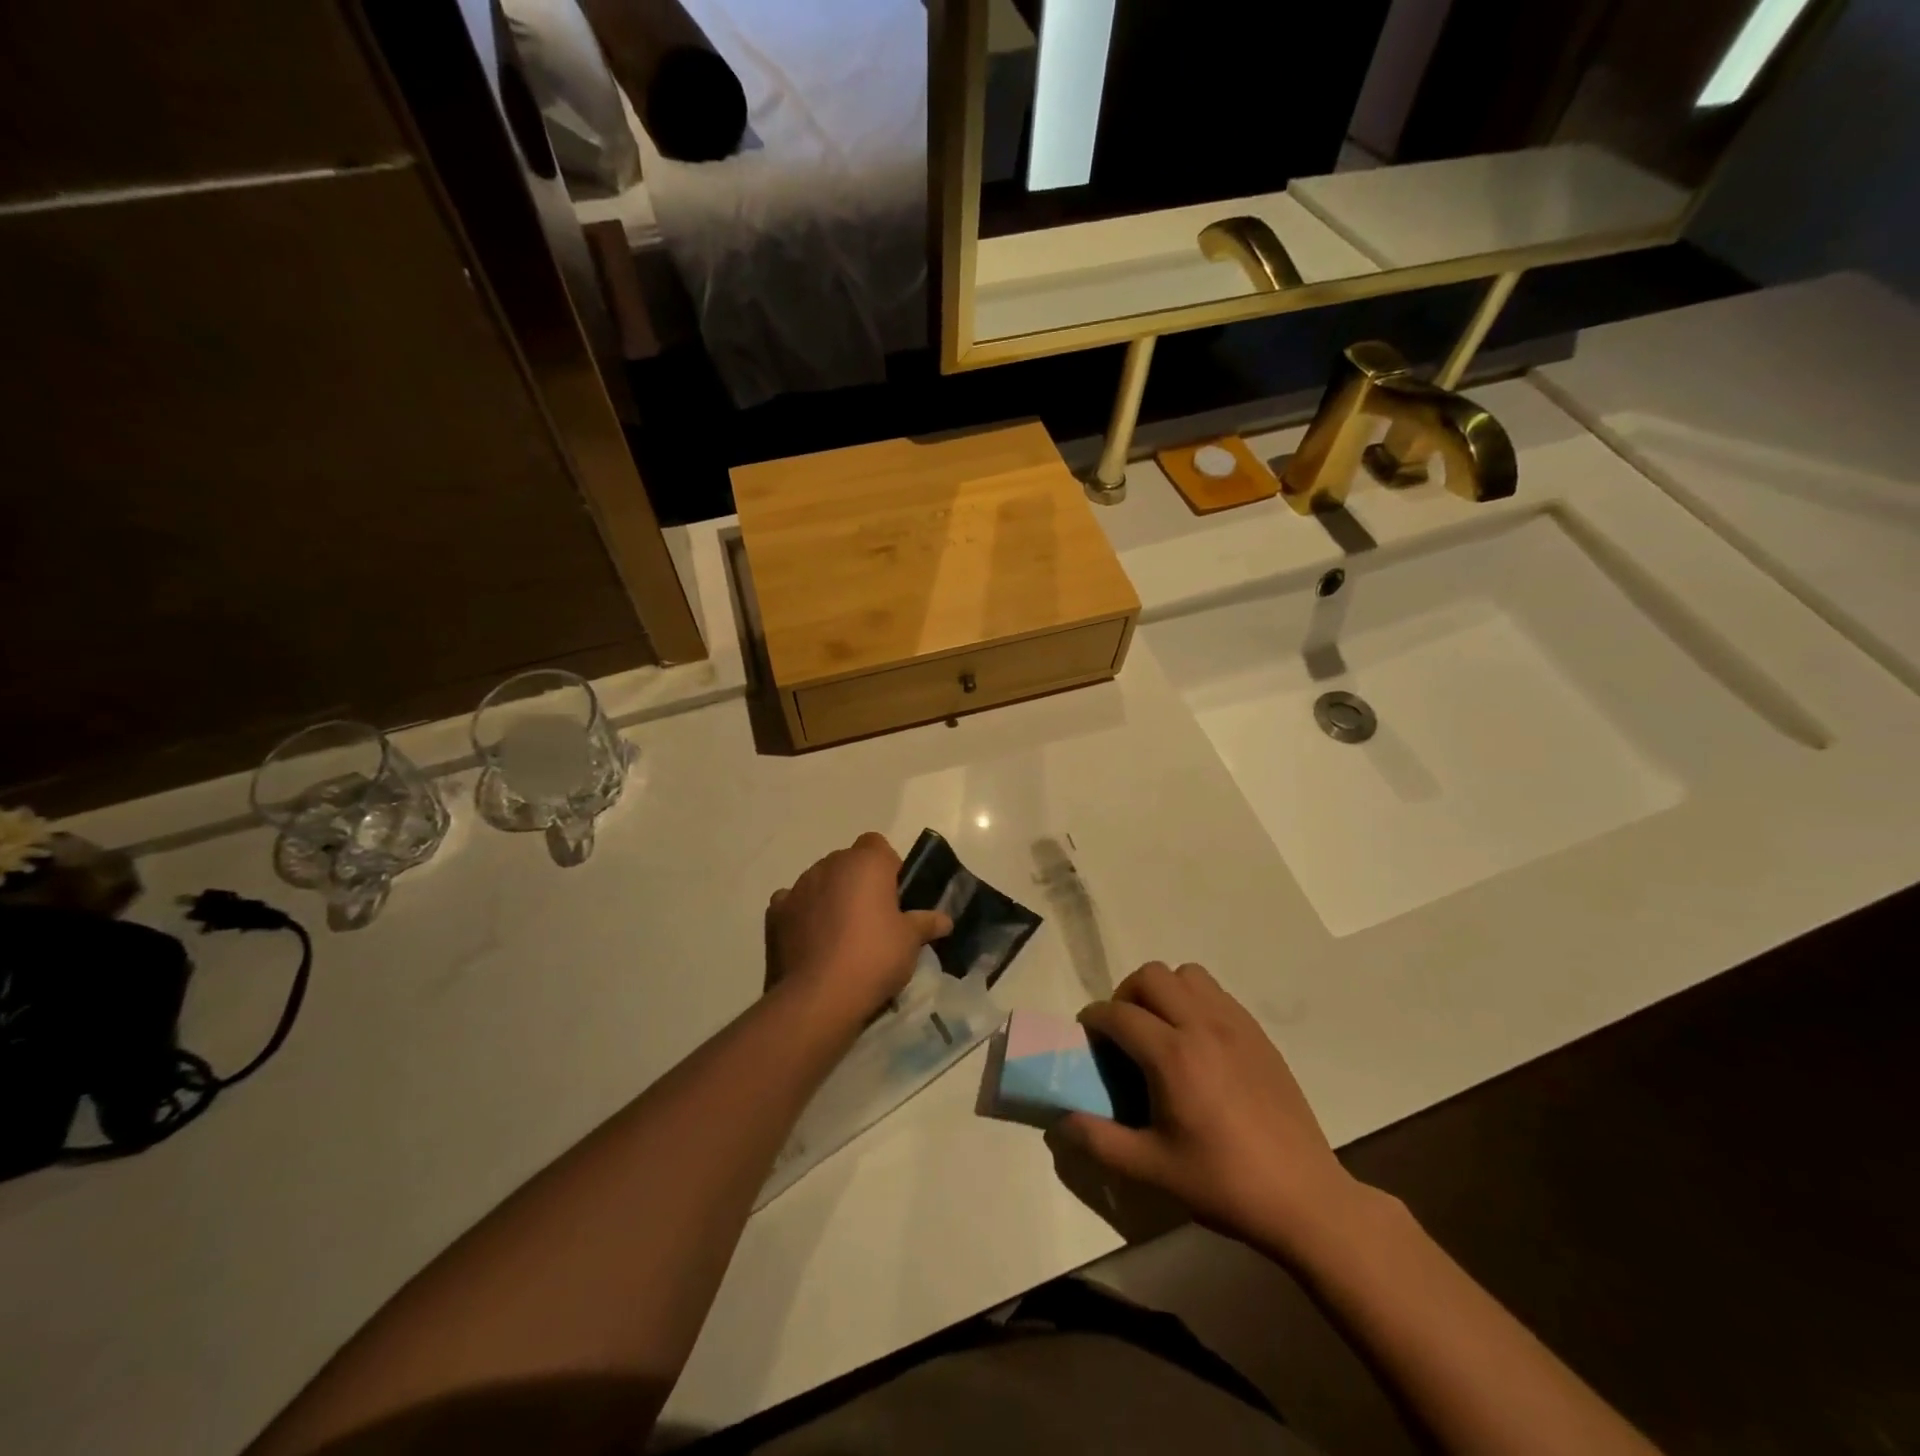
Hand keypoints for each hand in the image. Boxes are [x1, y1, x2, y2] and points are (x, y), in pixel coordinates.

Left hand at [765, 833, 951, 1022]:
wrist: (819, 996)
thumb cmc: (874, 957)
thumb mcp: (910, 942)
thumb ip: (926, 923)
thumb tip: (944, 920)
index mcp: (865, 862)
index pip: (877, 845)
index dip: (887, 867)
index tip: (895, 897)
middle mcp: (829, 865)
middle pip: (848, 864)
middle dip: (859, 884)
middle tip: (873, 919)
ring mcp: (798, 887)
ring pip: (820, 883)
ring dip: (831, 898)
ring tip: (841, 936)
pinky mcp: (775, 914)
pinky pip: (793, 905)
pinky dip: (803, 916)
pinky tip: (812, 942)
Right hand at [1055, 962, 1367, 1262]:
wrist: (1304, 1198)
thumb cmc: (1224, 1184)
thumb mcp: (1152, 1170)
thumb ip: (1099, 1141)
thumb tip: (1060, 1121)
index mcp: (1174, 1056)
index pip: (1118, 1014)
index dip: (1093, 1020)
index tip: (1086, 1038)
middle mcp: (1202, 1026)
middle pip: (1150, 976)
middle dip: (1125, 995)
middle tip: (1123, 1033)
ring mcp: (1235, 1025)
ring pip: (1186, 974)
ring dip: (1163, 991)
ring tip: (1160, 1029)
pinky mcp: (1258, 1033)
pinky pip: (1216, 992)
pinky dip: (1194, 1000)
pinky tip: (1197, 1041)